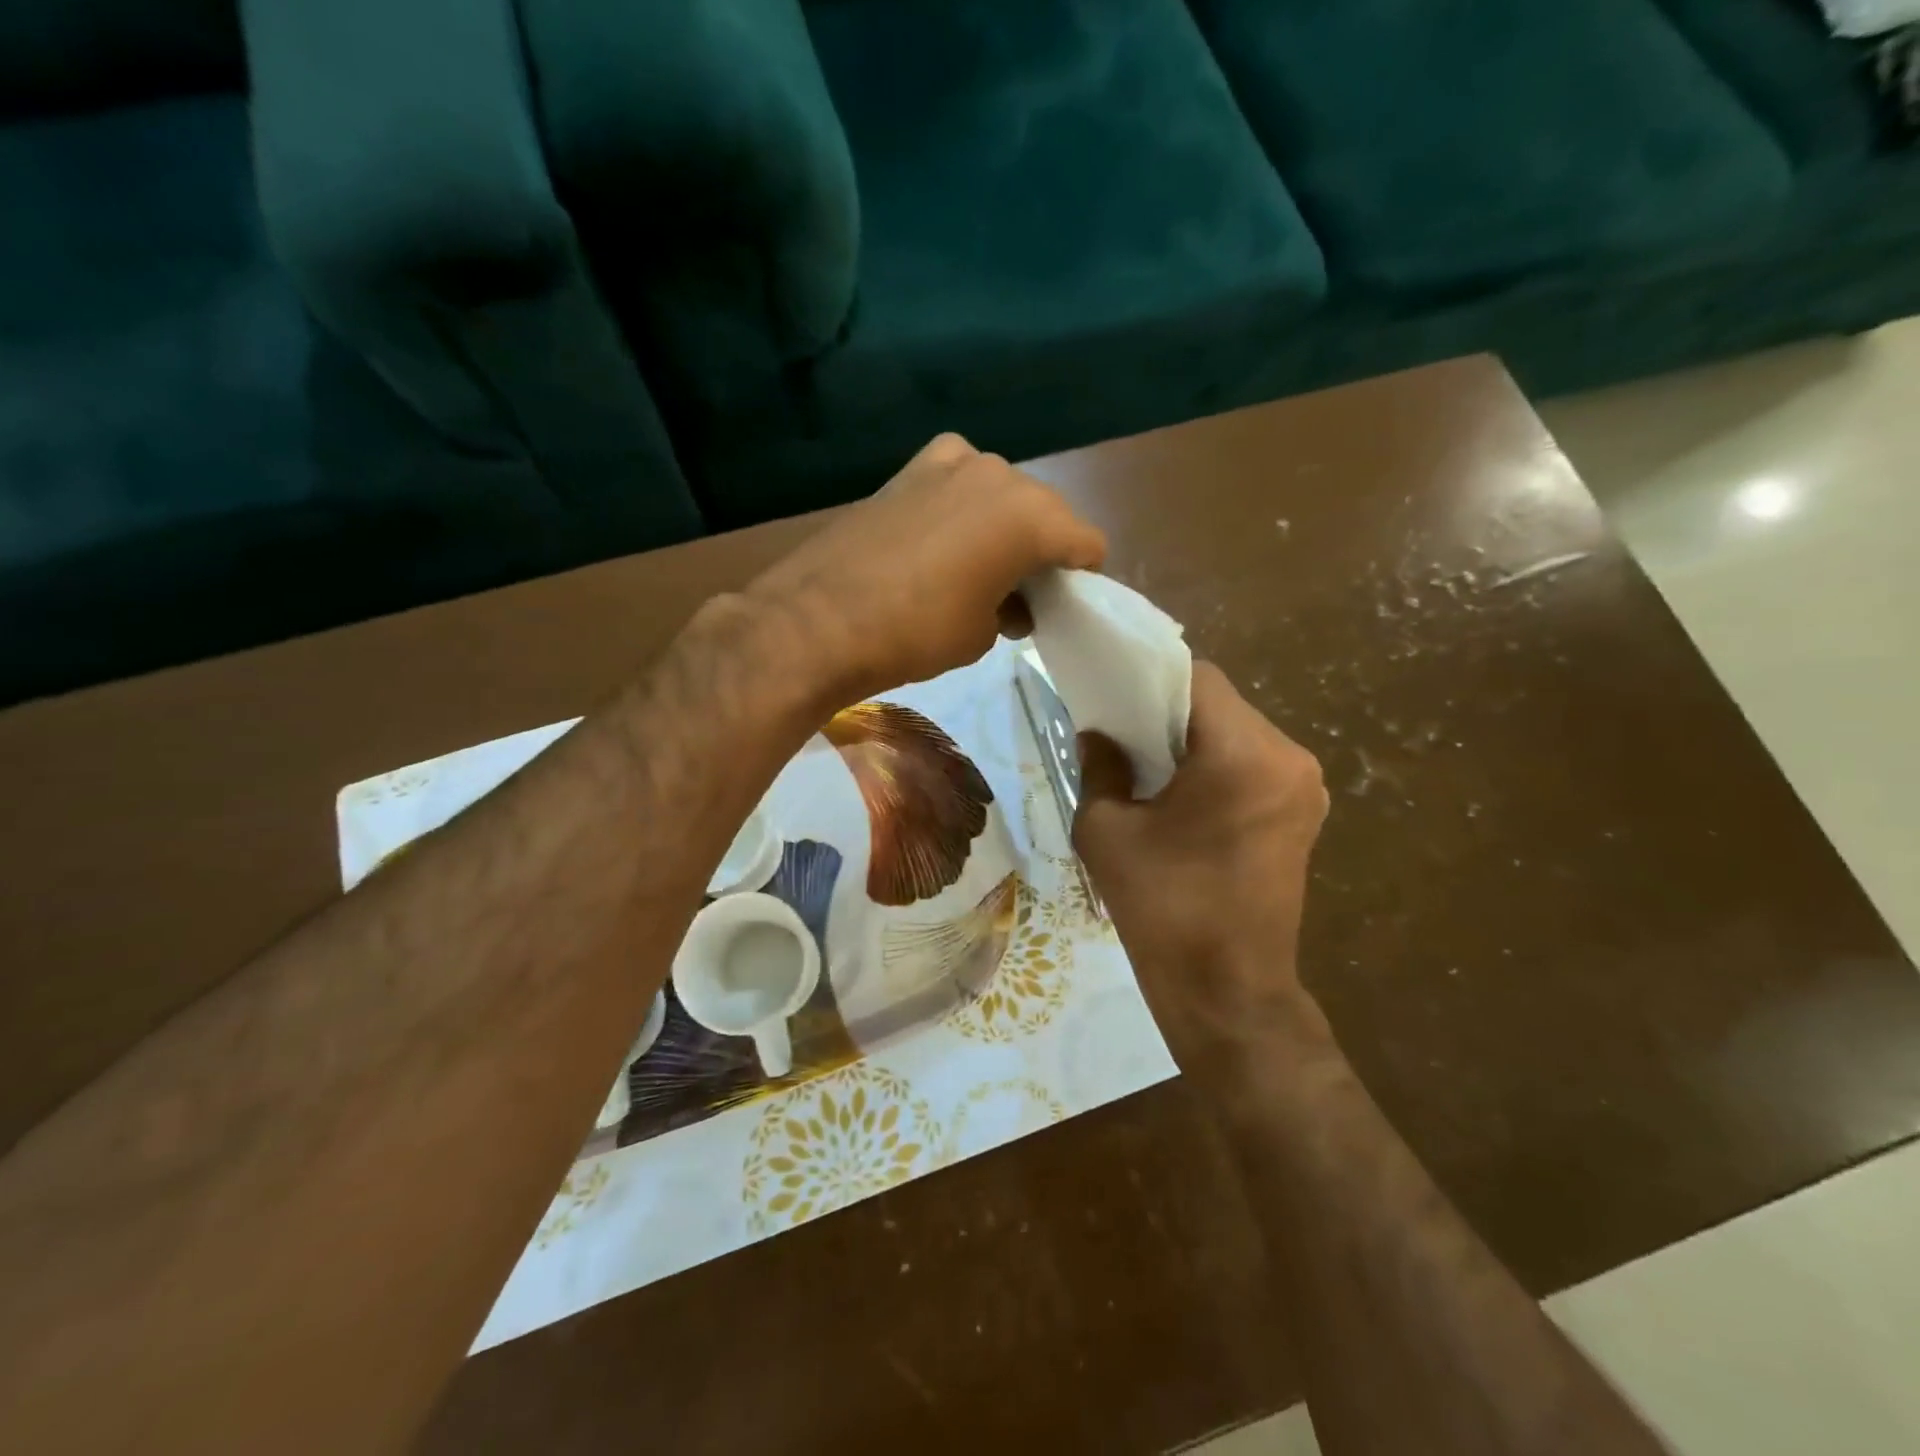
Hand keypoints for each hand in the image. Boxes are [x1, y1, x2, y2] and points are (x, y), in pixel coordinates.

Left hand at [745, 434, 1105, 703]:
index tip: (1062, 607)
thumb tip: (1010, 603)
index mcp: (1032, 516)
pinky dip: (963, 506)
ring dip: (1002, 528)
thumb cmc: (916, 633)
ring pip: (1002, 495)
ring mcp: (952, 463)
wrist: (820, 619)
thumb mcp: (981, 634)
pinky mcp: (911, 468)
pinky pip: (958, 480)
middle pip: (1045, 513)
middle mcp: (1001, 474)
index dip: (1081, 579)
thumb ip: (1011, 609)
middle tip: (1018, 596)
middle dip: (1042, 552)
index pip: (1086, 543)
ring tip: (977, 571)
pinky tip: (942, 538)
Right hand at [1073, 662, 1331, 1065]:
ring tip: (1148, 768)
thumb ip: (1099, 766)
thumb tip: (1098, 735)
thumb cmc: (1162, 908)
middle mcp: (1289, 757)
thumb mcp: (1107, 831)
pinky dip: (1216, 764)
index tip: (1114, 698)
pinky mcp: (1304, 813)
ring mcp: (1305, 786)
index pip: (1198, 679)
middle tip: (1123, 735)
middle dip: (1169, 711)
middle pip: (1220, 704)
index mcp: (1244, 754)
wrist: (1226, 990)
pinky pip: (1253, 764)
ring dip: (1193, 739)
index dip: (1150, 678)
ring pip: (1237, 732)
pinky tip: (1183, 795)